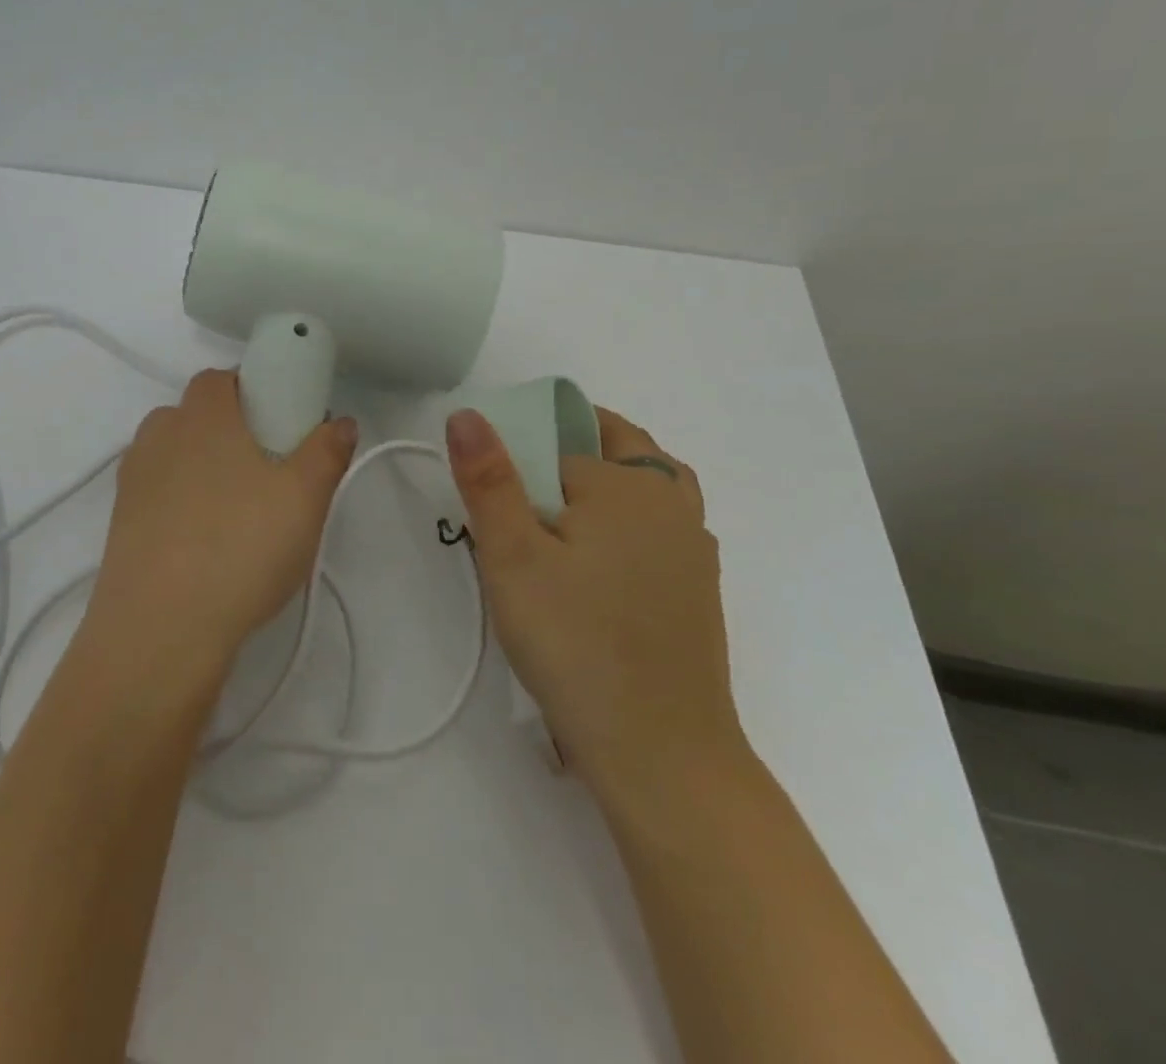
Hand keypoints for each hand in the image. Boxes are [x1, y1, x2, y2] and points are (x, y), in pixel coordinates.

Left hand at [82, 369, 357, 694]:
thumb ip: (327, 451)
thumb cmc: (241, 547)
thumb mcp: (305, 498)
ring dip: (204, 468)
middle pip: (196, 415)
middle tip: (270, 472)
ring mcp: (132, 481)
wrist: (160, 630)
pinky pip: (158, 495)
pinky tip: (206, 543)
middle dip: (231, 431)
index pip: (221, 378)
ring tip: (238, 513)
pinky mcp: (119, 523)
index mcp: (201, 415)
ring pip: (175, 456)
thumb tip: (340, 422)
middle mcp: (159, 436)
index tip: (282, 425)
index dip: (253, 390)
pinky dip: (182, 504)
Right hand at [445, 405, 745, 804]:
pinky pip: (661, 525)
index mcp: (627, 483)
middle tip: (524, 496)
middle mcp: (670, 501)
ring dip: (607, 481)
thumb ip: (489, 480)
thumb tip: (467, 412)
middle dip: (570, 450)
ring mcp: (693, 545)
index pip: (559, 445)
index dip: (520, 463)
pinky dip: (630, 520)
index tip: (493, 503)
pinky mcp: (699, 586)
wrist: (661, 752)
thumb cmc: (575, 644)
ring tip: (561, 518)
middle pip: (618, 445)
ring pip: (646, 483)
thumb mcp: (512, 558)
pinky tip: (600, 565)